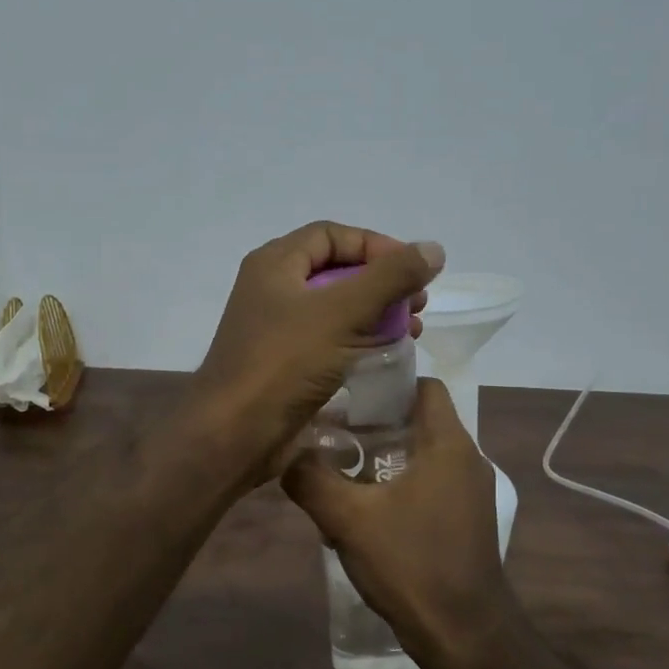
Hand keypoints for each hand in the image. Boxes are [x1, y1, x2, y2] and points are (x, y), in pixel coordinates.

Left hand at [186, 222, 442, 485]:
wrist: (235, 433)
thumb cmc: (284, 363)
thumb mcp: (342, 312)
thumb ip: (389, 277)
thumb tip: (432, 249)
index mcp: (275, 264)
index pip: (332, 235)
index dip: (376, 246)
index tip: (413, 270)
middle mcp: (272, 290)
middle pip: (336, 271)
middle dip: (382, 283)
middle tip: (418, 304)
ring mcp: (276, 329)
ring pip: (335, 308)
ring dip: (376, 314)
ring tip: (411, 331)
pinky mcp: (285, 364)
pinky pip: (329, 340)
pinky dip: (359, 340)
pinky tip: (387, 355)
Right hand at [282, 378, 512, 655]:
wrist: (463, 635)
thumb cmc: (411, 564)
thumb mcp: (348, 518)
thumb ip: (311, 479)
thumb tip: (285, 455)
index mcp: (448, 445)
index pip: (423, 386)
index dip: (385, 382)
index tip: (346, 393)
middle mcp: (465, 460)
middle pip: (417, 420)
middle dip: (372, 422)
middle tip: (329, 431)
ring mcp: (467, 493)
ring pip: (419, 455)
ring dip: (380, 457)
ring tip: (336, 468)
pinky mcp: (463, 521)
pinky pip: (425, 484)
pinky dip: (394, 484)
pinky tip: (360, 510)